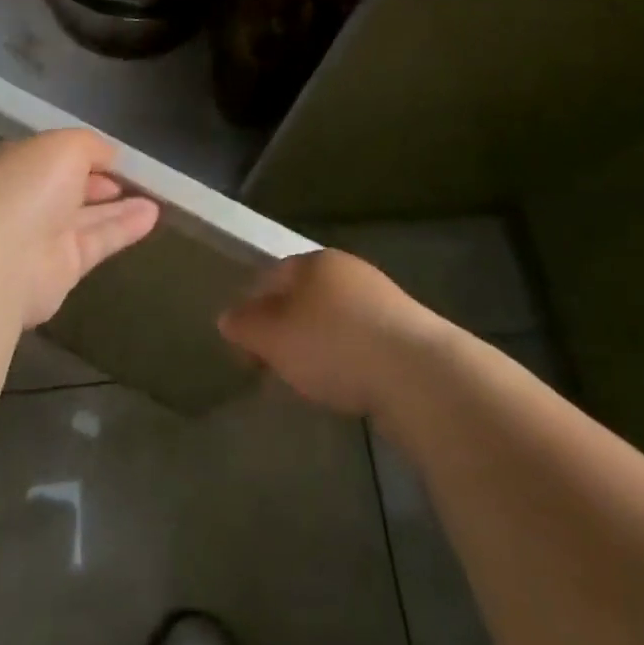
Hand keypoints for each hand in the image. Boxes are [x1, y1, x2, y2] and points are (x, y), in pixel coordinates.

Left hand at [0, 129, 158, 328]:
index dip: (88, 154)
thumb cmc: (28, 188)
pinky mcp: (63, 268)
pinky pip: (99, 242)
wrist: (0, 260)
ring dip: (121, 206)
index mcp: (21, 163)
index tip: (118, 155)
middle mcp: (29, 199)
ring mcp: (44, 236)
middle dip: (102, 181)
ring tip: (158, 197)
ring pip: (89, 217)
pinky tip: (153, 216)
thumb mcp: (65, 145)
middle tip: (140, 177)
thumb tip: (109, 156)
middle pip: (72, 188)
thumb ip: (91, 146)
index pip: (56, 156)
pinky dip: (125, 228)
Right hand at [218, 249, 447, 416]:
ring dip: (317, 343)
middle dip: (284, 327)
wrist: (416, 372)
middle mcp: (347, 270)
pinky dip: (346, 357)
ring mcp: (380, 297)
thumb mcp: (274, 336)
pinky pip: (360, 339)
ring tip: (309, 380)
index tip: (244, 348)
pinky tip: (346, 383)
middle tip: (273, 366)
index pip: (270, 276)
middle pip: (302, 296)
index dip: (251, 310)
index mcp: (314, 261)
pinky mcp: (406, 330)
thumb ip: (246, 325)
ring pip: (332, 317)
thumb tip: (228, 317)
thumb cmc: (332, 344)